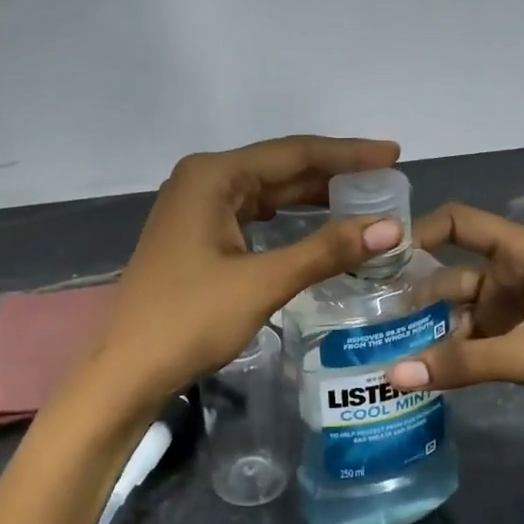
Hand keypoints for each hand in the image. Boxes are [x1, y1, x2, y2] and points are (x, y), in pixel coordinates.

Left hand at [95, 137, 404, 400]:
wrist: (129, 370)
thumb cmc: (190, 320)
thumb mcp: (263, 282)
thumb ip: (326, 250)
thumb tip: (391, 227)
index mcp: (212, 176)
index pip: (293, 153)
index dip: (347, 154)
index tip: (394, 155)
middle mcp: (201, 180)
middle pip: (279, 168)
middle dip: (333, 175)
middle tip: (387, 181)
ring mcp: (194, 208)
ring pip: (265, 193)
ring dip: (311, 197)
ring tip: (363, 200)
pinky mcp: (195, 235)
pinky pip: (251, 215)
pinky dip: (286, 220)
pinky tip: (316, 225)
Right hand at [387, 202, 523, 452]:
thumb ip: (462, 362)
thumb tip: (391, 374)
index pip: (459, 223)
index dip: (417, 232)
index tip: (376, 258)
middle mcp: (514, 271)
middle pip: (449, 270)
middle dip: (412, 290)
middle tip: (365, 312)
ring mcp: (514, 307)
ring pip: (455, 308)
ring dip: (425, 326)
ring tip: (379, 344)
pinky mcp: (515, 339)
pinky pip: (468, 337)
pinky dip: (444, 350)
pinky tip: (413, 367)